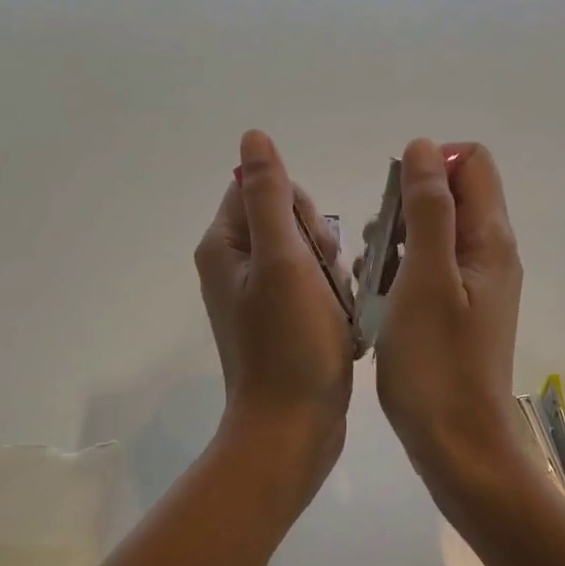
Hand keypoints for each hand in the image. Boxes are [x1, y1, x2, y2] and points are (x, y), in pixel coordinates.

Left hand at [195, 131, 354, 491]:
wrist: (293, 428)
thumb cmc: (290, 343)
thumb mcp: (283, 260)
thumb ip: (269, 195)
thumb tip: (253, 137)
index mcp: (225, 246)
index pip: (260, 189)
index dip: (297, 208)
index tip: (313, 246)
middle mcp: (233, 266)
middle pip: (285, 219)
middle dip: (317, 242)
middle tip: (327, 280)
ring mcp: (256, 296)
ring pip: (305, 253)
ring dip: (330, 270)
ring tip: (337, 306)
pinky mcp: (278, 321)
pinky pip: (310, 286)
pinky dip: (330, 296)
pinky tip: (340, 321)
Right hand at [374, 138, 529, 519]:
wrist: (457, 445)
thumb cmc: (436, 362)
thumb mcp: (426, 277)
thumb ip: (428, 208)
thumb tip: (425, 146)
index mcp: (490, 239)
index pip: (471, 162)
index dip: (429, 166)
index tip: (393, 203)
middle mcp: (490, 254)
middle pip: (450, 195)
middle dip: (405, 206)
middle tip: (378, 247)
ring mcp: (474, 285)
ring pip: (432, 232)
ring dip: (396, 240)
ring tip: (371, 275)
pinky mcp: (457, 310)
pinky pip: (427, 268)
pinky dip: (399, 271)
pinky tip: (376, 298)